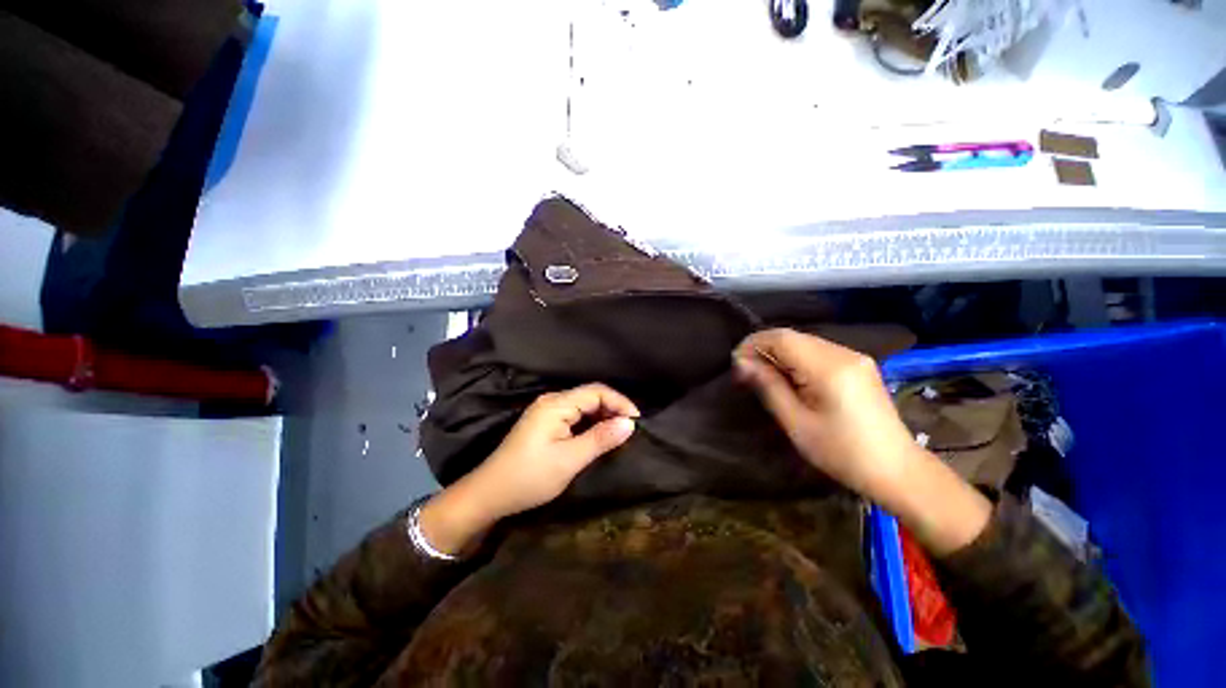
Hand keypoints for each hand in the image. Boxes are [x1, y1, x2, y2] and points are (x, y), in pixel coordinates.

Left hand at [419, 383, 638, 554]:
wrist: (490, 493)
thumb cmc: (529, 477)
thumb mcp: (569, 460)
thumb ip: (600, 439)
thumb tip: (629, 424)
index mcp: (556, 404)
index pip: (596, 391)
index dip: (620, 403)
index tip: (637, 422)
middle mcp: (552, 400)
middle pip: (590, 395)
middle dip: (613, 409)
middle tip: (630, 430)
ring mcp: (547, 410)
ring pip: (584, 405)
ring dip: (603, 416)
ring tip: (619, 433)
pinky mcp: (545, 422)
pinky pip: (575, 414)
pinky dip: (591, 422)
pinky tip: (599, 435)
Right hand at [734, 328, 989, 554]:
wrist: (897, 470)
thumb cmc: (842, 452)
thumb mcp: (796, 422)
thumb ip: (768, 386)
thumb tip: (742, 363)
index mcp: (829, 367)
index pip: (781, 337)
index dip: (753, 344)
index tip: (736, 364)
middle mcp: (843, 352)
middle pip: (793, 336)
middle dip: (763, 348)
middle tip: (745, 372)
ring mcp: (854, 357)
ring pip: (804, 342)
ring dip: (778, 353)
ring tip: (763, 376)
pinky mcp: (858, 365)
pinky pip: (817, 351)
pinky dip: (796, 359)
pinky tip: (789, 378)